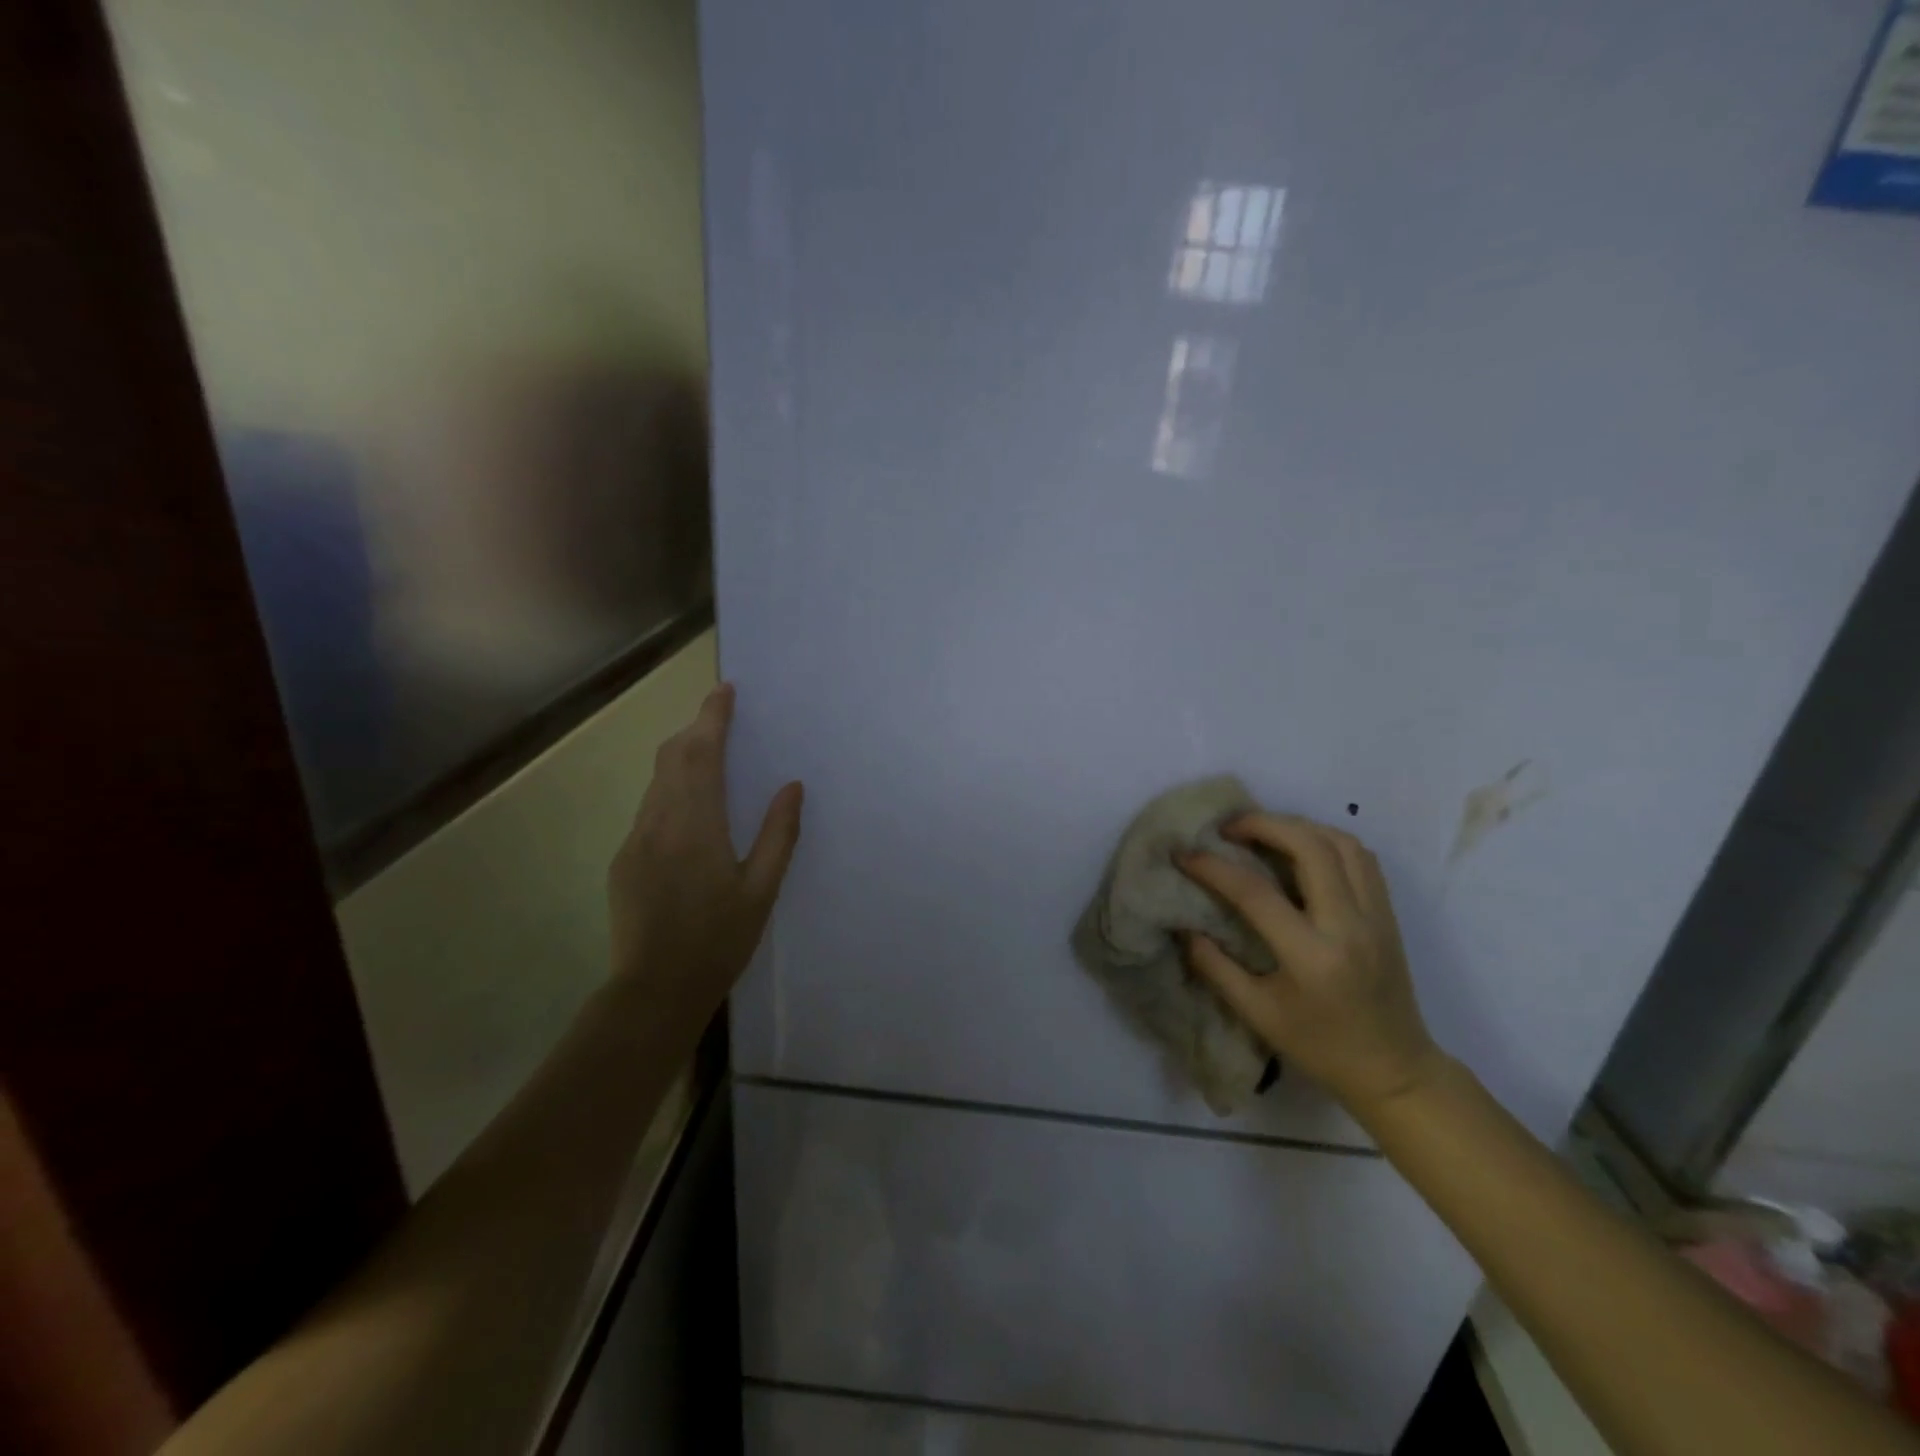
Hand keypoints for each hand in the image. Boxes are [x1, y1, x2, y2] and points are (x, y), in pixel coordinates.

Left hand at [606, 683, 802, 1030]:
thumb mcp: (761, 890)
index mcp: (696, 825)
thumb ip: (779, 834)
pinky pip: (649, 809)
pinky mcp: (623, 860)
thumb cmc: (718, 941)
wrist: (654, 991)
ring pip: (657, 782)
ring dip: (682, 758)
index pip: (701, 754)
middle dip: (696, 730)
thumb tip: (792, 786)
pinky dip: (671, 790)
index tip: (725, 690)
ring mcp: (634, 840)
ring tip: (711, 755)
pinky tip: (690, 811)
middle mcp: (658, 822)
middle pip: (672, 758)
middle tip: (722, 716)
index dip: (712, 718)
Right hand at [1179, 815, 1441, 1115]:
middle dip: (1263, 824)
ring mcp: (1376, 915)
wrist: (1395, 1070)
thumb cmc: (1321, 1047)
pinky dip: (1326, 839)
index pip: (1256, 893)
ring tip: (1263, 830)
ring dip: (1297, 826)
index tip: (1184, 854)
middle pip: (1309, 847)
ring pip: (1341, 842)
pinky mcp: (1388, 913)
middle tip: (1227, 827)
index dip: (1214, 868)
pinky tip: (1301, 847)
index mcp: (1311, 956)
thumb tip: (1184, 926)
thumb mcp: (1257, 1014)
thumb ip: (1215, 966)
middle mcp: (1349, 925)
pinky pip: (1361, 857)